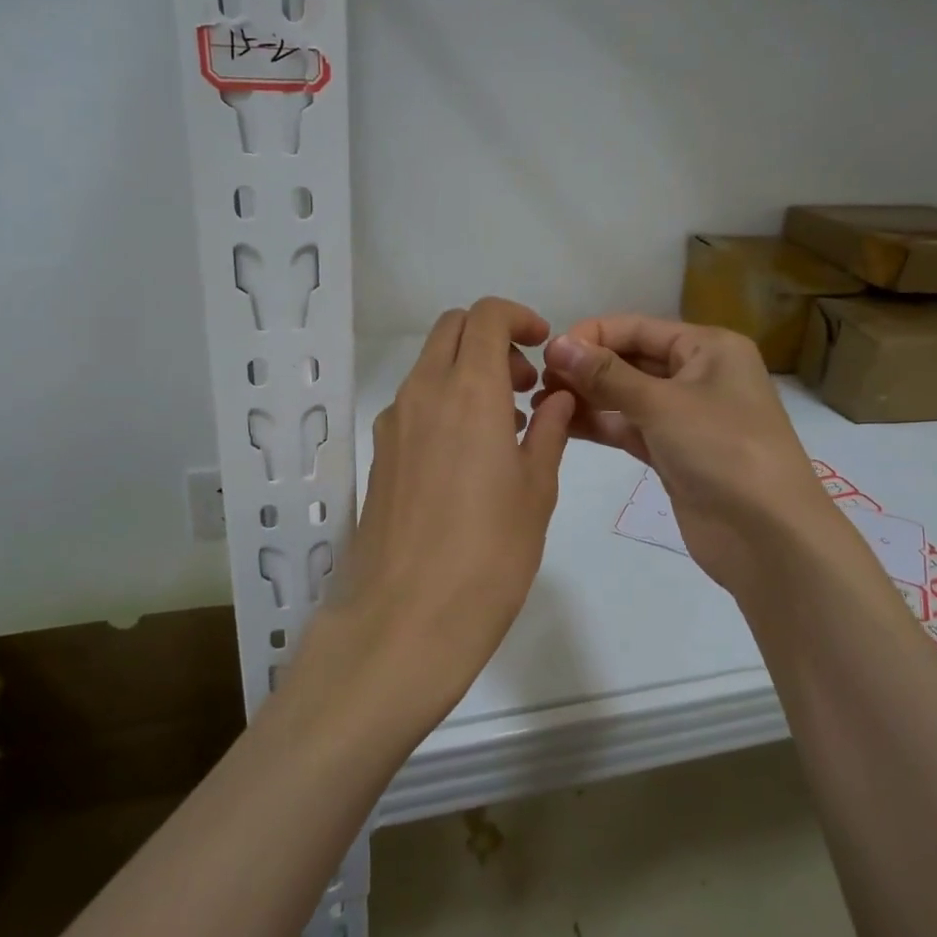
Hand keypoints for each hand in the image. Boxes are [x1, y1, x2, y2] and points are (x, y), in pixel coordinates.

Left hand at [292, 298, 575, 745]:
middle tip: (526, 386)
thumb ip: (549, 431)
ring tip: (508, 426)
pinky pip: (415, 403)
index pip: (485, 315)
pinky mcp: (379, 455)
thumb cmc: (489, 555)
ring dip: (468, 372)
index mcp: (468, 391)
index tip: (543, 347)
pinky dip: (446, 402)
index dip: (518, 317)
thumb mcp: (536, 490)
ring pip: (430, 366)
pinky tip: (471, 456)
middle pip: (451, 330)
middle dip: (492, 340)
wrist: (405, 621)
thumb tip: (557, 398)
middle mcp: (422, 393)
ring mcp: (393, 424)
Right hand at [541, 316, 843, 598]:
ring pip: (628, 397)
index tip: (547, 352)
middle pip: (632, 361)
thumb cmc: (723, 450)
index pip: (639, 328)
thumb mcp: (663, 404)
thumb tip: (556, 344)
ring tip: (542, 404)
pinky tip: (563, 425)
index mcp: (708, 348)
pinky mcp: (674, 453)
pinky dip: (601, 425)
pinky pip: (631, 428)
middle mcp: (699, 375)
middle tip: (538, 382)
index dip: (593, 336)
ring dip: (588, 398)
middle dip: (587, 368)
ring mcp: (686, 417)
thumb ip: (606, 374)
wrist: (768, 536)